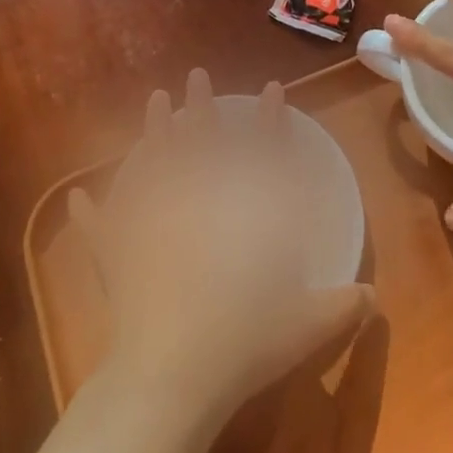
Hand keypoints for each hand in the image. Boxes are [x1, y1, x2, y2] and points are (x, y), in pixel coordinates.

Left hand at [70, 70, 376, 426]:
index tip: (273, 88)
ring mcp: (154, 225)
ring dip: (154, 131)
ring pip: (154, 165)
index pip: (263, 154)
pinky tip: (77, 197)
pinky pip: (103, 229)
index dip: (271, 120)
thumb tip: (375, 298)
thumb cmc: (245, 342)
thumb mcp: (305, 326)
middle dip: (201, 107)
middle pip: (201, 144)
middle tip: (196, 76)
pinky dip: (92, 215)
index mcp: (244, 217)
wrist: (174, 376)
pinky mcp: (120, 255)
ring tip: (156, 100)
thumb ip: (341, 307)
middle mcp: (198, 207)